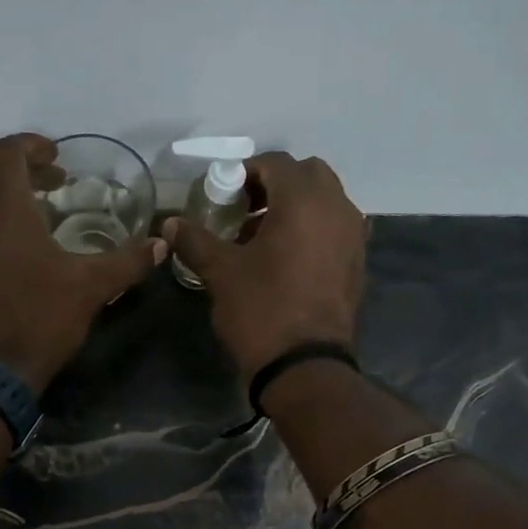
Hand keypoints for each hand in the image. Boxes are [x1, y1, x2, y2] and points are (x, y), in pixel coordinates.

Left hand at [0, 133, 165, 394]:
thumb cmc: (38, 316)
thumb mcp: (90, 287)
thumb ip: (126, 261)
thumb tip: (160, 244)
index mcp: (3, 206)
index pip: (7, 151)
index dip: (33, 145)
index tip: (59, 158)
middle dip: (26, 173)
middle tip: (59, 186)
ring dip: (11, 203)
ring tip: (45, 220)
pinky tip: (23, 256)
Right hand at [162, 152, 365, 384]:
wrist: (304, 366)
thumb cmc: (261, 310)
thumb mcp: (221, 273)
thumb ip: (195, 240)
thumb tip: (170, 224)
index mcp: (304, 200)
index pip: (276, 163)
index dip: (245, 173)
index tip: (223, 196)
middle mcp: (336, 208)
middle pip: (307, 175)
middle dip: (275, 185)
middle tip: (245, 211)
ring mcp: (353, 236)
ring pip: (325, 201)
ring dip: (296, 207)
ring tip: (263, 237)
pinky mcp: (357, 263)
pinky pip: (335, 228)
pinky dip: (313, 230)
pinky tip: (286, 259)